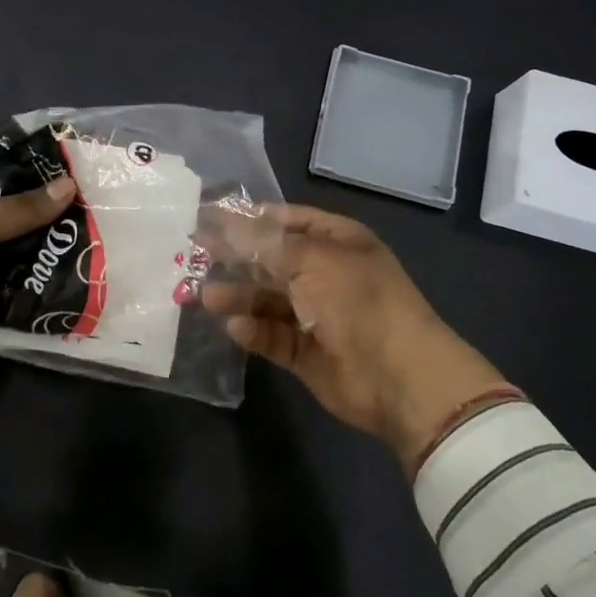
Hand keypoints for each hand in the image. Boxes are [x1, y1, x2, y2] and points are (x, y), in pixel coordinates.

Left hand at [0, 163, 76, 387]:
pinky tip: (67, 284)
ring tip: (89, 248)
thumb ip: (18, 209)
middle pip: (4, 217)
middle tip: (90, 215)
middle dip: (41, 219)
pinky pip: (6, 290)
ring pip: (9, 256)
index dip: (25, 173)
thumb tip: (69, 185)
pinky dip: (29, 289)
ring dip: (39, 256)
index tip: (70, 175)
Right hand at [203, 205, 508, 473]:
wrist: (400, 378)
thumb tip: (225, 223)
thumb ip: (264, 243)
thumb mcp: (312, 259)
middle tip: (195, 255)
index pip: (287, 220)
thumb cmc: (359, 301)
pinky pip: (272, 335)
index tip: (210, 218)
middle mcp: (325, 273)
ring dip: (238, 296)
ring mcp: (316, 314)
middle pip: (272, 260)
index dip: (250, 218)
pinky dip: (254, 331)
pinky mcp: (305, 352)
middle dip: (236, 258)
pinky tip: (235, 328)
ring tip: (205, 296)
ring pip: (267, 299)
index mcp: (337, 242)